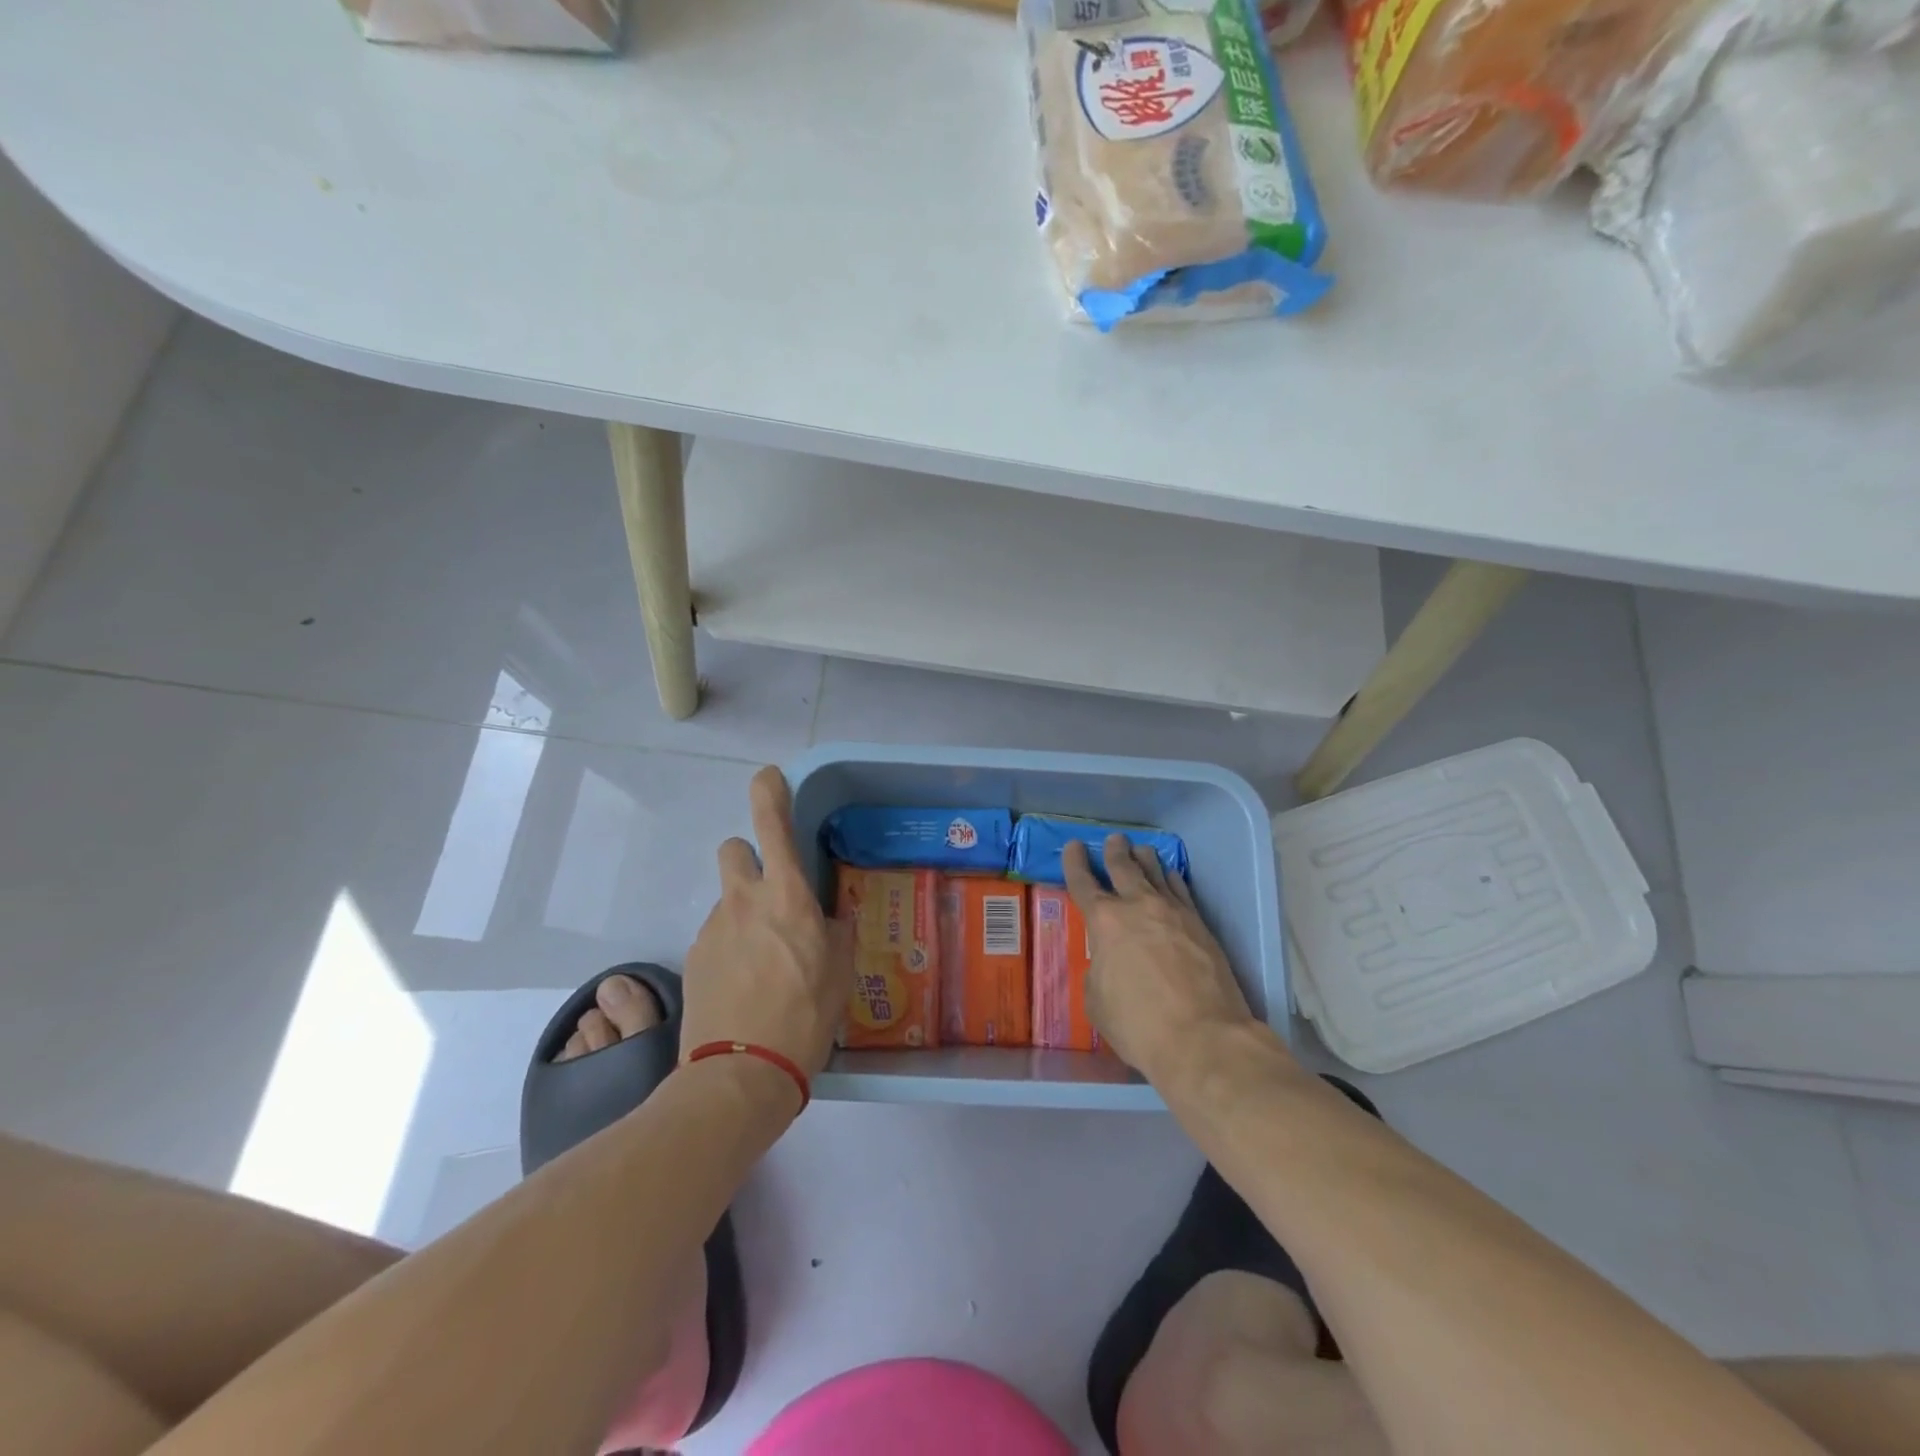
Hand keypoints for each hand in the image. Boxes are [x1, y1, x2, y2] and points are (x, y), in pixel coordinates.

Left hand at [682, 767, 851, 1083]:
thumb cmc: (805, 1015)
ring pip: (727, 899)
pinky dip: (730, 946)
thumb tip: (827, 917)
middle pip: (733, 849)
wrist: (741, 1074)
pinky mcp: (694, 958)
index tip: (769, 777)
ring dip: (743, 912)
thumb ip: (834, 931)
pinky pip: (716, 934)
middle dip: (749, 859)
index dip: (769, 791)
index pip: (771, 824)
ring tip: (763, 960)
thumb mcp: (840, 969)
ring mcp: (712, 928)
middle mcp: (743, 900)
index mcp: (786, 895)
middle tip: (771, 895)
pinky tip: (744, 984)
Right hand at [1062, 835, 1270, 1088]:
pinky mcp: (1201, 925)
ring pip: (1156, 873)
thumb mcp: (1097, 1002)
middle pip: (1124, 867)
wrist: (1203, 1037)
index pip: (1084, 883)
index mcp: (1105, 922)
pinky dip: (1172, 879)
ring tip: (1142, 849)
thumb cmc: (1139, 1025)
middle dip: (1115, 851)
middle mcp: (1138, 906)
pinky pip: (1182, 890)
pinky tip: (1172, 876)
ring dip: (1145, 859)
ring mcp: (1174, 912)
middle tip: (1114, 839)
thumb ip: (1099, 971)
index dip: (1075, 863)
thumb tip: (1109, 962)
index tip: (1074, 846)